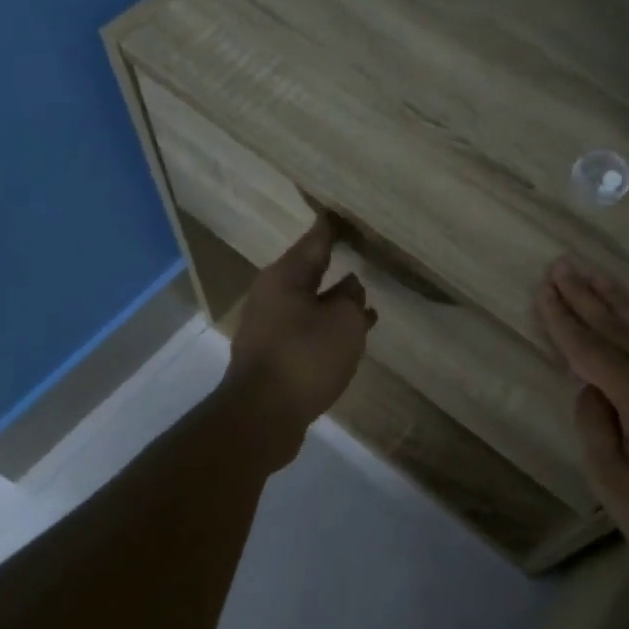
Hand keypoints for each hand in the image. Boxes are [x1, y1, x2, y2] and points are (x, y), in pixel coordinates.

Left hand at [221, 218, 376, 467]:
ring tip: (366, 299)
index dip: (333, 227)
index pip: (315, 240)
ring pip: (309, 302)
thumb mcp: (344, 323)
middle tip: (361, 251)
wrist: (262, 416)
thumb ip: (352, 299)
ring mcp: (269, 326)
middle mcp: (272, 295)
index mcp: (286, 277)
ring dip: (335, 300)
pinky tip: (350, 336)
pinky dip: (328, 326)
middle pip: (309, 270)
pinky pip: (306, 329)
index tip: (344, 212)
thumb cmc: (305, 358)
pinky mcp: (274, 354)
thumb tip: (350, 287)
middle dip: (334, 262)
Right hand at [535, 257, 628, 587]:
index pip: (591, 348)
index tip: (544, 288)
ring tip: (598, 274)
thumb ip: (594, 426)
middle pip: (619, 326)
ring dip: (620, 298)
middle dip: (586, 295)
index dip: (563, 318)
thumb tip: (589, 389)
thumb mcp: (613, 481)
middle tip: (563, 265)